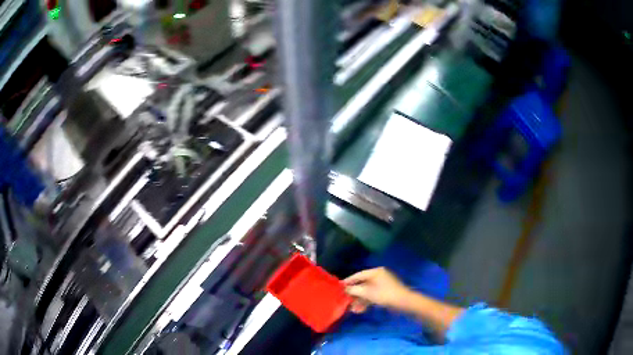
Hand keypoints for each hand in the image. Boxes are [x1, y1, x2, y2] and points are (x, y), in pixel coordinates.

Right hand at [343, 267, 411, 313]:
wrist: (403, 302)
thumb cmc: (385, 294)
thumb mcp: (367, 292)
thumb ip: (354, 290)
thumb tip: (344, 289)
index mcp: (375, 272)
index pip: (358, 275)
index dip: (348, 281)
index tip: (339, 287)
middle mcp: (378, 276)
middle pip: (362, 284)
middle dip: (354, 294)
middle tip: (344, 300)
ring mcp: (382, 285)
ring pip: (367, 292)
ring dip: (359, 300)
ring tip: (352, 310)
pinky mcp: (384, 293)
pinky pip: (372, 296)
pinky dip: (366, 302)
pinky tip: (360, 310)